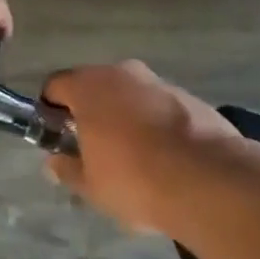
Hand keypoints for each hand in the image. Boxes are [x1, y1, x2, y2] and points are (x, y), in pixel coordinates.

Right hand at [41, 60, 240, 232]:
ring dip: (124, 116)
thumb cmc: (135, 179)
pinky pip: (159, 105)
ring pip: (129, 94)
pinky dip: (155, 123)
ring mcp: (157, 81)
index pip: (55, 86)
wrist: (208, 179)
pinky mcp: (189, 96)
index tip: (56, 136)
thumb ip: (68, 170)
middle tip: (93, 149)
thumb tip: (53, 163)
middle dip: (91, 112)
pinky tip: (164, 157)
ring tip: (133, 157)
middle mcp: (121, 72)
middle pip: (94, 86)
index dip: (51, 110)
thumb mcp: (92, 186)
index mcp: (88, 86)